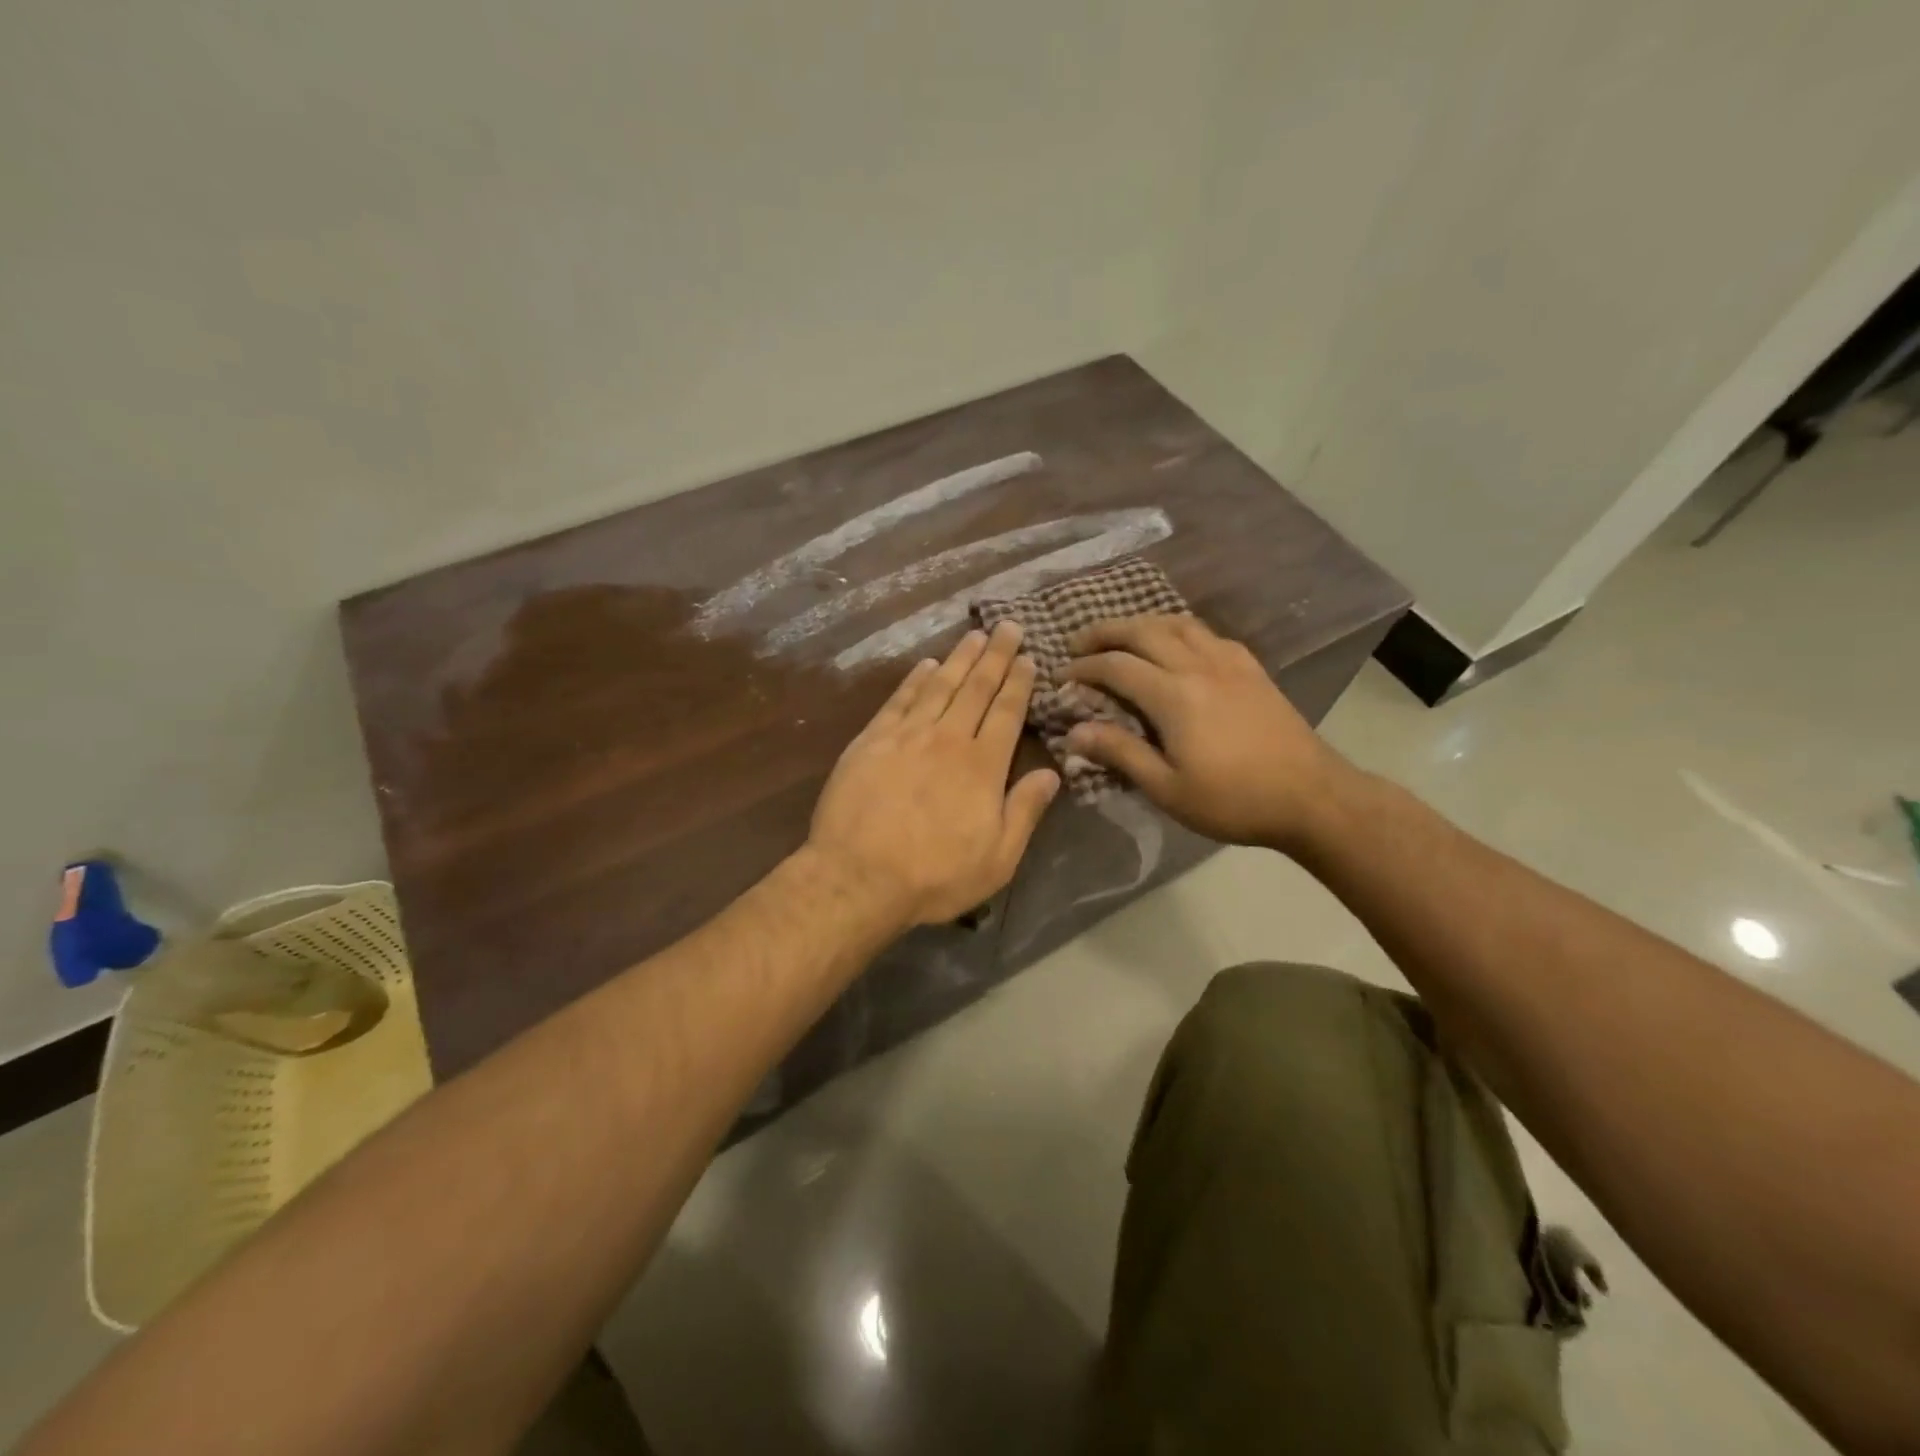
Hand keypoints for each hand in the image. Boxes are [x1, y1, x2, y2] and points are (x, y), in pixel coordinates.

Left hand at [808, 622, 1060, 929]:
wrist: (858, 877)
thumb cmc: (934, 876)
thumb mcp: (998, 859)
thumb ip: (1025, 812)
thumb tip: (1053, 774)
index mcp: (982, 766)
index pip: (1007, 713)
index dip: (1019, 683)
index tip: (1029, 657)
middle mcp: (948, 739)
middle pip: (976, 688)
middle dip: (995, 656)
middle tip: (1008, 626)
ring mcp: (907, 736)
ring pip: (939, 686)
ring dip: (959, 658)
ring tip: (974, 635)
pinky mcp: (871, 741)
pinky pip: (899, 700)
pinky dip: (915, 680)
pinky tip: (926, 665)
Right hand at [1062, 615, 1354, 852]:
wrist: (1311, 797)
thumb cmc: (1233, 800)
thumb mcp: (1167, 788)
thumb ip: (1120, 753)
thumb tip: (1074, 732)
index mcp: (1174, 696)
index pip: (1116, 666)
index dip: (1083, 667)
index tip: (1062, 677)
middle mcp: (1199, 666)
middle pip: (1143, 631)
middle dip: (1105, 632)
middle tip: (1078, 642)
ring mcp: (1229, 662)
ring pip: (1177, 623)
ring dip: (1142, 623)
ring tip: (1121, 636)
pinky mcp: (1251, 668)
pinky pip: (1207, 633)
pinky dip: (1179, 629)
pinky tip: (1176, 644)